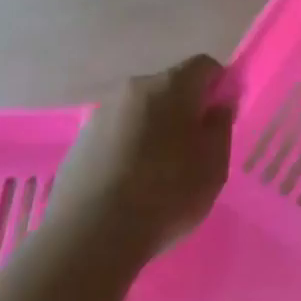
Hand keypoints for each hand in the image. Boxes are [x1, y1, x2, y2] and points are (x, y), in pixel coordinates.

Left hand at [51, 55, 234, 257]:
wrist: (91, 236)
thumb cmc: (167, 193)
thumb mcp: (214, 163)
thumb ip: (220, 125)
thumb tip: (216, 106)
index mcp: (171, 85)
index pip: (204, 65)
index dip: (219, 85)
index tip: (222, 117)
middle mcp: (133, 88)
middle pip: (169, 87)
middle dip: (184, 109)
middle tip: (194, 148)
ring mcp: (101, 114)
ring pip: (140, 112)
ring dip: (154, 129)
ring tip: (158, 171)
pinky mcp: (79, 143)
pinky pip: (116, 134)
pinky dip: (128, 148)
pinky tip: (129, 183)